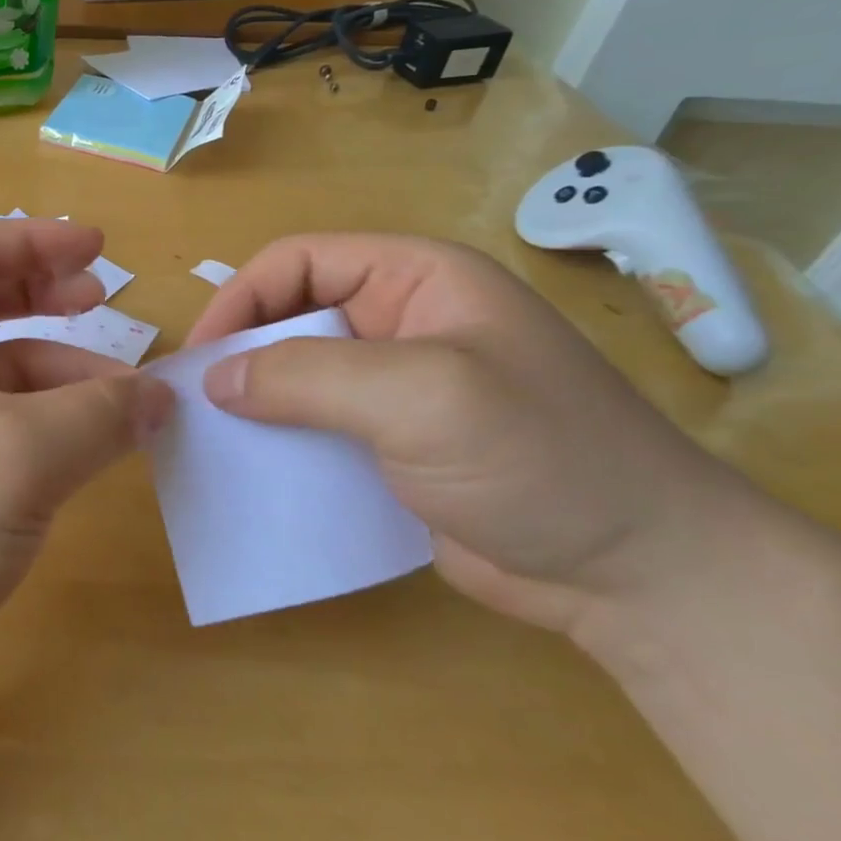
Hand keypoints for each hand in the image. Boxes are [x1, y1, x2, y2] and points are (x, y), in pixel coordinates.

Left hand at [0, 218, 173, 712]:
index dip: (37, 240)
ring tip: (122, 402)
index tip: (98, 249)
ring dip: (54, 377)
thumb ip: (99, 416)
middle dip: (45, 297)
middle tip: (106, 303)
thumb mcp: (20, 457)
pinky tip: (80, 454)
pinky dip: (34, 429)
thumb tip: (160, 397)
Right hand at [186, 235, 754, 633]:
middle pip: (292, 317)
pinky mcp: (394, 446)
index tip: (201, 359)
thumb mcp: (418, 396)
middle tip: (197, 405)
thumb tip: (215, 381)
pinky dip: (283, 444)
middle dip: (241, 354)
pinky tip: (256, 473)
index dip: (240, 299)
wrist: (643, 578)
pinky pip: (318, 429)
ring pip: (299, 376)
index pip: (298, 262)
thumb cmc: (539, 457)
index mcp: (416, 279)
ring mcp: (398, 388)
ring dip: (256, 403)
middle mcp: (402, 322)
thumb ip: (306, 376)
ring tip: (213, 439)